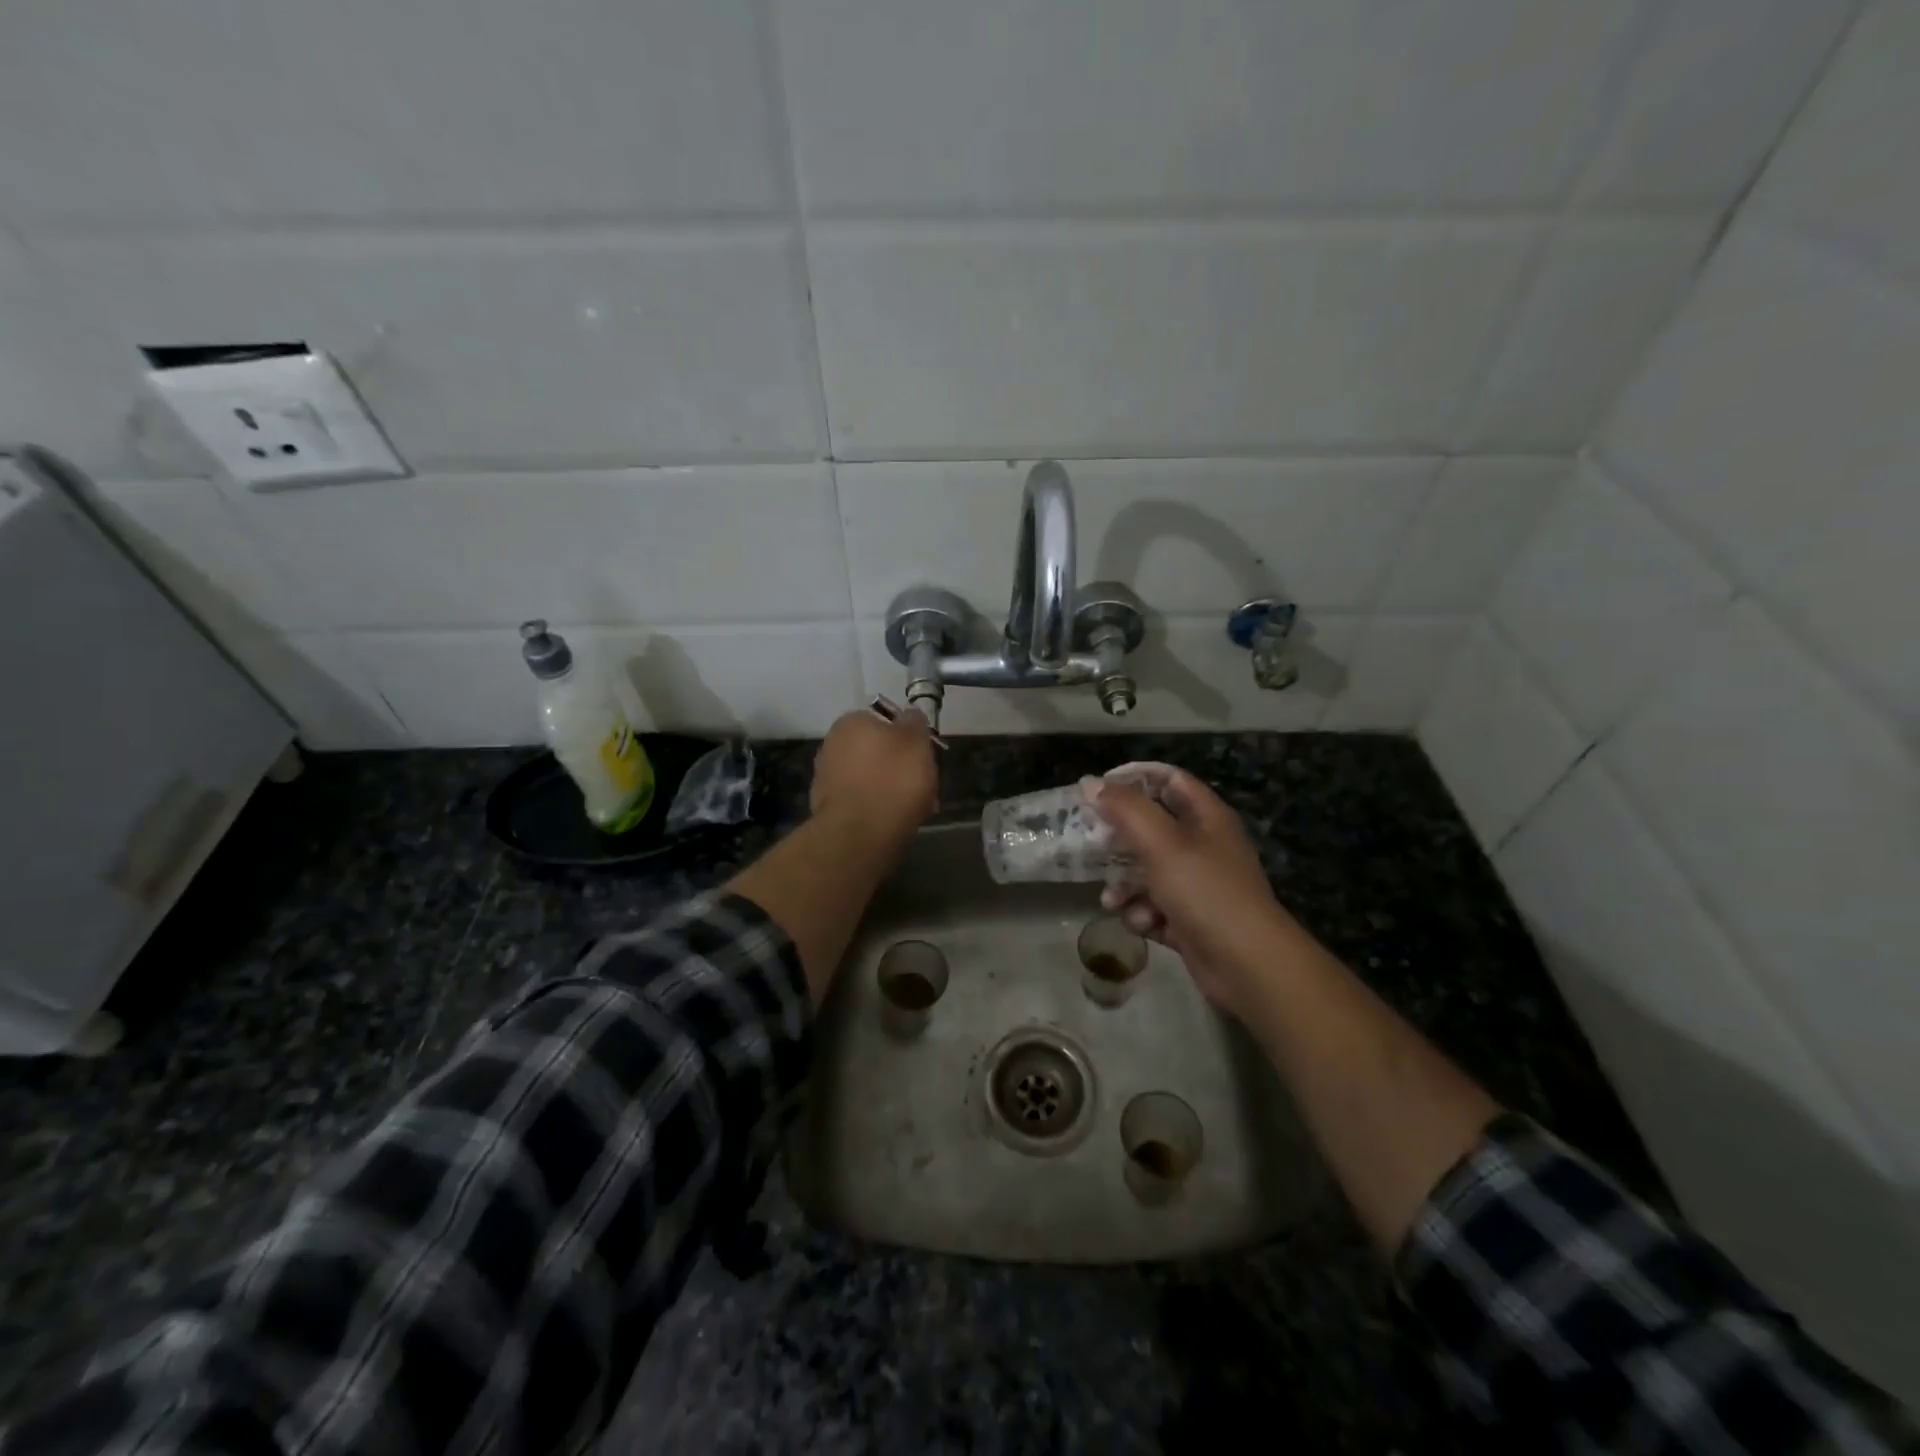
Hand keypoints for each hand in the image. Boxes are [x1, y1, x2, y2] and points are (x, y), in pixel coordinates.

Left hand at [810, 707, 937, 841]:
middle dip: (900, 767)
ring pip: (871, 778)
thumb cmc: (893, 779)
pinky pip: (862, 801)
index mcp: (851, 722)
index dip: (908, 738)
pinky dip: (878, 808)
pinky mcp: (828, 808)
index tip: (924, 756)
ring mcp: (826, 778)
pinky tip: (897, 821)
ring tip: (917, 808)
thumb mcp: (916, 741)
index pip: (884, 721)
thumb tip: (909, 714)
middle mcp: (832, 744)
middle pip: (877, 752)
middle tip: (924, 784)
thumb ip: (914, 722)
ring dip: (891, 789)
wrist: (860, 834)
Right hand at [1086, 767, 1295, 1019]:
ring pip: (1147, 872)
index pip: (1169, 780)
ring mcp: (1198, 885)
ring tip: (1112, 900)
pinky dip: (1143, 914)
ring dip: (1125, 885)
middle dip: (1119, 840)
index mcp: (1206, 817)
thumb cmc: (1205, 891)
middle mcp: (1203, 846)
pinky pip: (1154, 907)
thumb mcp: (1161, 843)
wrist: (1247, 965)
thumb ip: (1125, 809)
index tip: (1098, 789)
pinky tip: (1141, 924)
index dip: (1134, 778)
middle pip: (1152, 828)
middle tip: (1091, 844)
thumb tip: (1089, 784)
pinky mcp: (1190, 920)